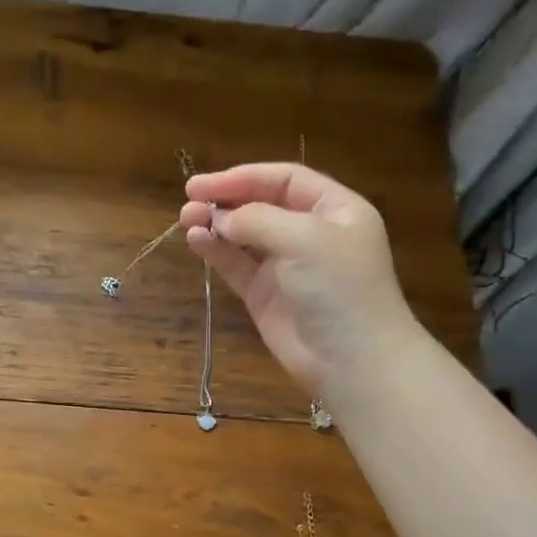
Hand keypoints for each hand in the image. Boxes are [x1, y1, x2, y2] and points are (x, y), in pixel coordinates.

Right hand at [180, 162, 415, 397]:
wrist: (351, 359)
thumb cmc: (338, 288)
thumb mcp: (304, 238)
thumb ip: (257, 220)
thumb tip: (219, 218)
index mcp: (334, 209)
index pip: (284, 180)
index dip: (244, 177)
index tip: (204, 184)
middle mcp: (311, 233)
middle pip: (262, 204)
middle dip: (226, 199)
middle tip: (188, 199)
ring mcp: (287, 266)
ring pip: (245, 236)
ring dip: (216, 225)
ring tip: (185, 220)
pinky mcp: (266, 296)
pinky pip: (237, 266)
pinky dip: (217, 252)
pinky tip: (196, 241)